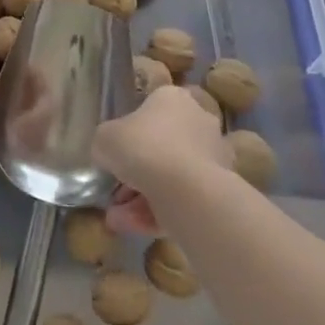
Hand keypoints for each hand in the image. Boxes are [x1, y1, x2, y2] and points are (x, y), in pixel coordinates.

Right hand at [94, 86, 232, 233]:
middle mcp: (198, 120)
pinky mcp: (220, 187)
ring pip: (170, 175)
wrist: (185, 189)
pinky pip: (182, 197)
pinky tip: (132, 226)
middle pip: (162, 144)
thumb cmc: (142, 148)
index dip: (130, 130)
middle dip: (137, 170)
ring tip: (117, 218)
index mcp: (172, 98)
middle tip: (115, 190)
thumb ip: (105, 143)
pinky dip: (158, 212)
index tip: (117, 151)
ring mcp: (213, 155)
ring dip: (142, 196)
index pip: (151, 107)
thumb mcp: (104, 138)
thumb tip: (108, 153)